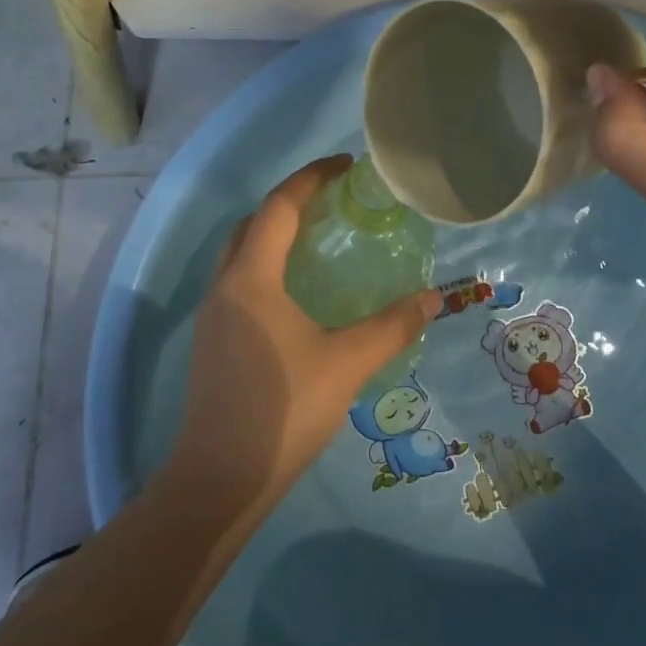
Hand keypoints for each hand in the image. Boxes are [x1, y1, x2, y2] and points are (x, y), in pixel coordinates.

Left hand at [163, 156, 439, 522]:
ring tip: (319, 241)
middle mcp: (224, 287)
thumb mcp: (346, 364)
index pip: (279, 208)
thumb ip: (391, 327)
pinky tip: (298, 294)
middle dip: (290, 203)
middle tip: (333, 202)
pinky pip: (240, 282)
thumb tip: (432, 299)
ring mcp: (213, 316)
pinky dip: (268, 267)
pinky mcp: (213, 342)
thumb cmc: (282, 411)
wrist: (218, 480)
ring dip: (275, 235)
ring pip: (241, 254)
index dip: (311, 179)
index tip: (345, 166)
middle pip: (253, 224)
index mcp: (251, 279)